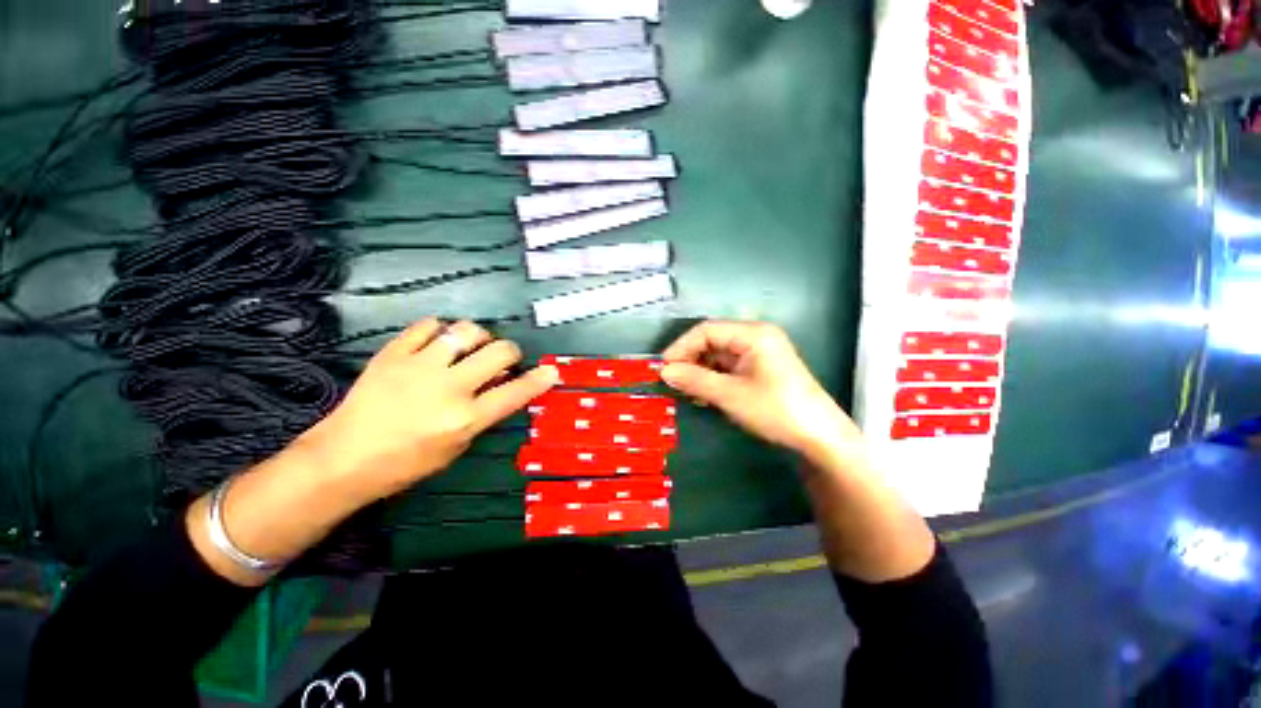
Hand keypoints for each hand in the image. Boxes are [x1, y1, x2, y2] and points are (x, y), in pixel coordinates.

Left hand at [301, 319, 558, 497]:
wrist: (344, 458)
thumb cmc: (406, 463)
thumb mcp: (456, 447)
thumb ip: (484, 413)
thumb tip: (503, 383)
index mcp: (465, 418)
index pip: (515, 392)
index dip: (539, 380)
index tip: (551, 371)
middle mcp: (448, 388)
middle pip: (499, 352)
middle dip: (510, 351)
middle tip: (503, 358)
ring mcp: (419, 366)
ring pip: (467, 331)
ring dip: (479, 336)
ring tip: (471, 346)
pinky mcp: (393, 353)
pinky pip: (428, 325)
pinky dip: (440, 330)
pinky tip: (438, 341)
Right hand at [661, 321, 861, 463]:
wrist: (819, 438)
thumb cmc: (775, 410)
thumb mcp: (730, 395)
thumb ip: (694, 380)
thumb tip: (664, 371)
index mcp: (753, 334)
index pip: (706, 330)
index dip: (682, 346)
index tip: (663, 367)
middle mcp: (756, 337)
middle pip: (712, 341)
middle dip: (690, 360)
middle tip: (673, 381)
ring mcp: (759, 353)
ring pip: (718, 356)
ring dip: (700, 372)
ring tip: (687, 391)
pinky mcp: (760, 369)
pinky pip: (729, 368)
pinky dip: (713, 379)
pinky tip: (704, 395)